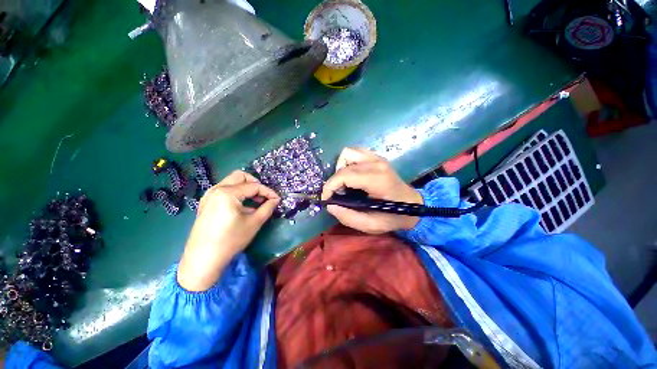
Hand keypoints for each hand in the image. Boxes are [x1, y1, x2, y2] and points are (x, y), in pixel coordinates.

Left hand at [178, 171, 279, 291]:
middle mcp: (216, 189)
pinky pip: (225, 190)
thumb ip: (267, 207)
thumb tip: (275, 200)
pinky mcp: (206, 203)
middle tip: (264, 196)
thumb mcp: (254, 223)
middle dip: (255, 183)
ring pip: (232, 182)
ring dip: (246, 188)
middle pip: (240, 176)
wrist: (203, 259)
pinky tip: (243, 207)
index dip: (268, 192)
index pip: (254, 186)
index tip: (277, 199)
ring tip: (256, 202)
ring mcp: (209, 195)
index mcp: (228, 192)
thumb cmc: (231, 240)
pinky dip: (237, 193)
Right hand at [322, 147, 421, 233]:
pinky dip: (348, 162)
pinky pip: (355, 152)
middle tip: (337, 194)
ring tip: (344, 183)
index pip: (344, 175)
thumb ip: (348, 217)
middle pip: (344, 163)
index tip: (326, 199)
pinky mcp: (376, 157)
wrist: (413, 205)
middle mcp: (376, 163)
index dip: (330, 186)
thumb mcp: (371, 225)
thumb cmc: (393, 217)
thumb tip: (330, 205)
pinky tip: (352, 175)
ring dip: (341, 168)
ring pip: (348, 152)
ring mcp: (377, 158)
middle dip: (334, 180)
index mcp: (377, 180)